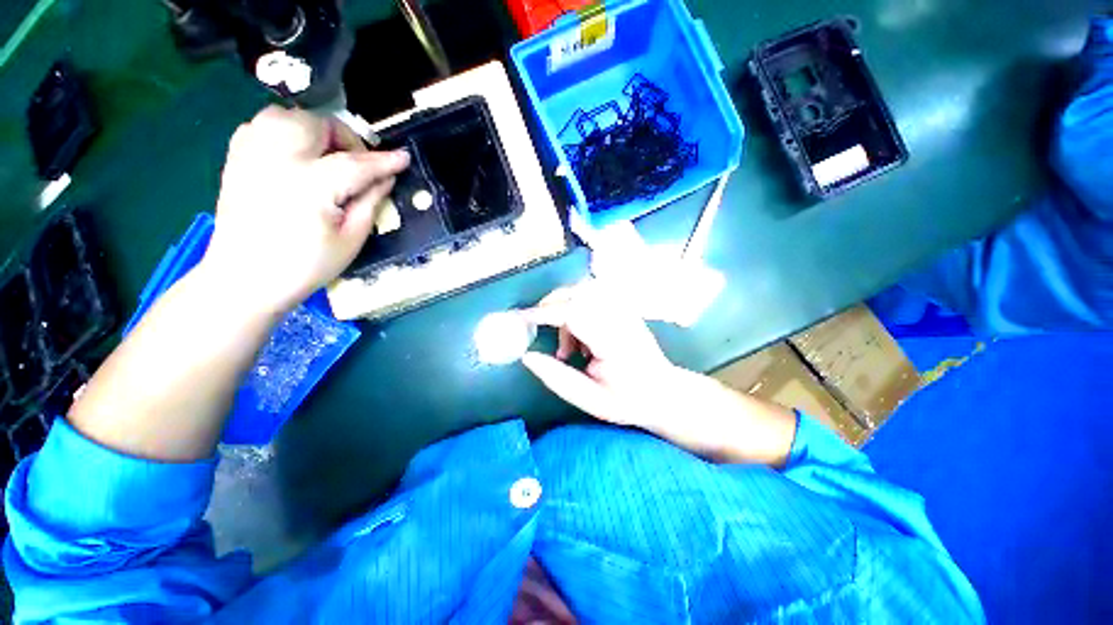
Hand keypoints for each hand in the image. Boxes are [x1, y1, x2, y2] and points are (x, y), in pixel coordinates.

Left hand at [199, 105, 409, 313]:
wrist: (245, 278)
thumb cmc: (306, 265)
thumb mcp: (351, 239)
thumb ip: (370, 202)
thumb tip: (386, 178)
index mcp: (310, 186)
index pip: (356, 164)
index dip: (384, 161)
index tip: (403, 158)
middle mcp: (277, 160)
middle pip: (317, 124)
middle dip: (344, 137)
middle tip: (356, 162)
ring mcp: (251, 156)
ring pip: (285, 115)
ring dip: (313, 129)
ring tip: (325, 154)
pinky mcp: (236, 159)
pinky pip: (261, 125)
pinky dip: (284, 131)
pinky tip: (296, 154)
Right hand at [521, 282, 797, 465]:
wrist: (663, 392)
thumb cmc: (628, 401)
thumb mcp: (590, 400)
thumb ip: (556, 378)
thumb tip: (526, 356)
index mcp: (614, 340)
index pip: (573, 313)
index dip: (543, 313)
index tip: (519, 319)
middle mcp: (621, 318)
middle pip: (577, 293)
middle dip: (550, 308)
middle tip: (538, 332)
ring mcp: (624, 310)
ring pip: (582, 293)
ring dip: (564, 313)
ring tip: (567, 351)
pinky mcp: (623, 309)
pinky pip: (591, 299)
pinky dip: (576, 315)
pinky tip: (580, 343)